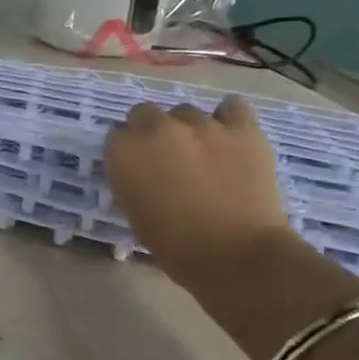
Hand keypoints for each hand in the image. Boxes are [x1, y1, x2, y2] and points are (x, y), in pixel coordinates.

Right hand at [104, 97, 291, 274]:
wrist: (234, 254)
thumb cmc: (175, 245)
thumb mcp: (134, 212)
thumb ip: (132, 179)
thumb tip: (142, 170)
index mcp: (125, 151)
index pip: (117, 135)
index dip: (129, 151)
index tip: (138, 168)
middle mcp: (158, 128)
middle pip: (146, 112)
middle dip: (152, 132)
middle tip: (167, 159)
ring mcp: (201, 124)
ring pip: (187, 112)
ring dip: (189, 129)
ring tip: (204, 154)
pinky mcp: (241, 128)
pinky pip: (232, 106)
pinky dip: (229, 117)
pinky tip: (230, 135)